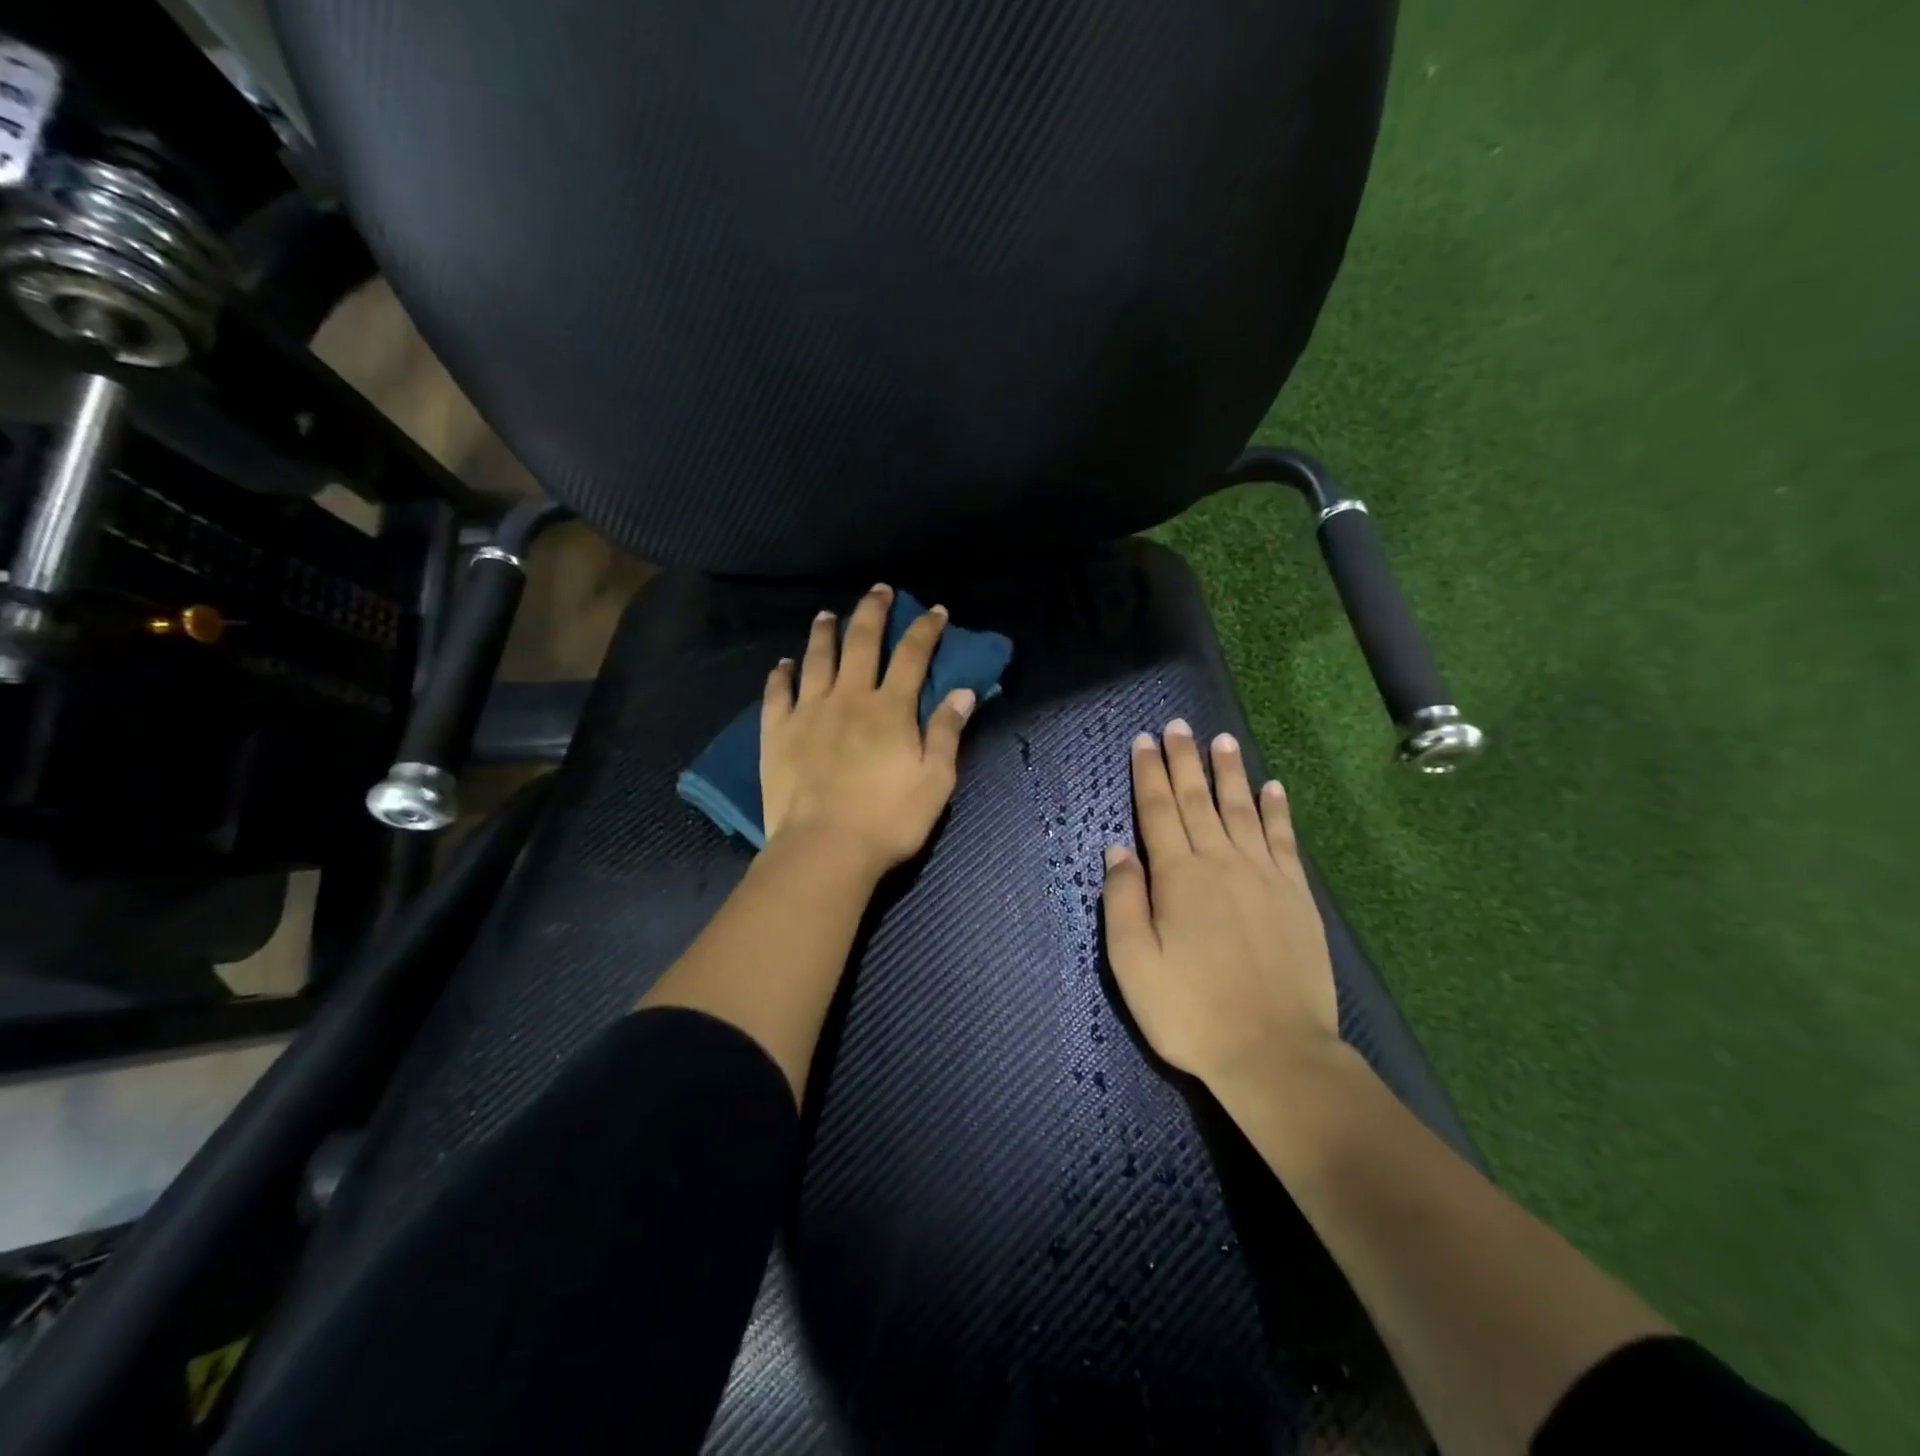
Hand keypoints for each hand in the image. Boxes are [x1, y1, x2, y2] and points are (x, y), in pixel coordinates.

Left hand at [761, 583, 977, 879]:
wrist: (825, 848)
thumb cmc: (888, 819)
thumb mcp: (935, 781)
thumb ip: (948, 733)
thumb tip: (963, 692)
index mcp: (891, 709)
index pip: (913, 656)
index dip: (926, 629)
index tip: (935, 610)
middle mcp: (849, 698)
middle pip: (862, 643)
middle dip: (873, 612)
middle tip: (878, 590)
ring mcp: (809, 712)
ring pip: (816, 659)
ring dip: (824, 633)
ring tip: (826, 614)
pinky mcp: (777, 732)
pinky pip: (777, 693)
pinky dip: (780, 675)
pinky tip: (782, 663)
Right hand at [1101, 720, 1339, 1088]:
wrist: (1274, 1051)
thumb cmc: (1190, 1010)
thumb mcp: (1132, 962)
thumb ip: (1123, 900)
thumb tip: (1118, 850)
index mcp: (1178, 876)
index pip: (1158, 810)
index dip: (1149, 773)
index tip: (1144, 740)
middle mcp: (1221, 861)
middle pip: (1198, 799)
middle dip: (1184, 760)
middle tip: (1178, 725)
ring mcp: (1264, 875)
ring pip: (1242, 809)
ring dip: (1230, 773)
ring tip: (1222, 741)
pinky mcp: (1296, 895)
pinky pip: (1284, 839)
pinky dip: (1277, 810)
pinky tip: (1273, 788)